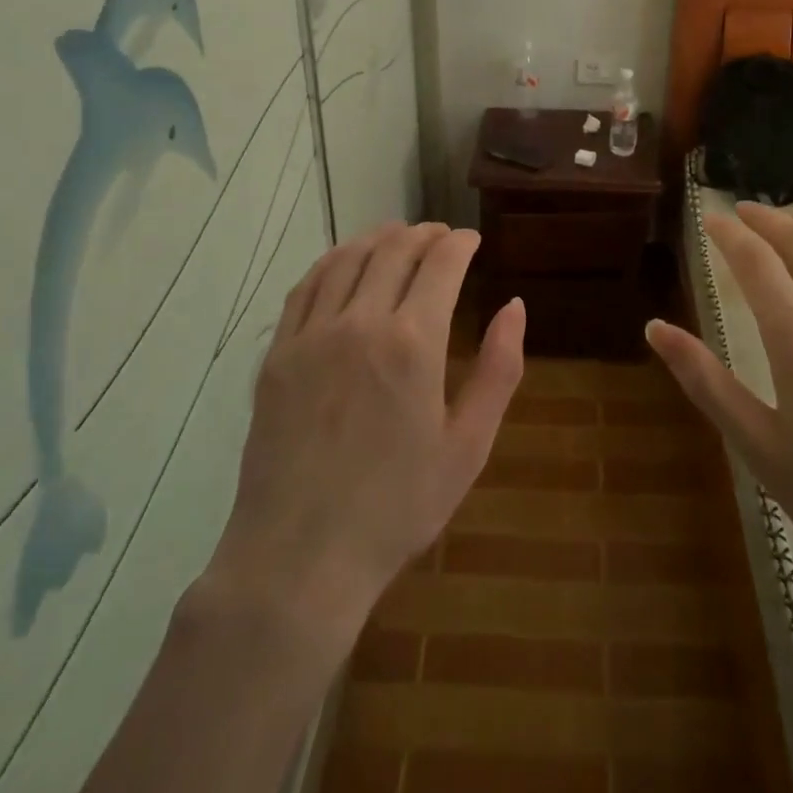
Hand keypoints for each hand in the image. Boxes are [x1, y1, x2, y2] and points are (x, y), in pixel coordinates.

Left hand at [207, 222, 524, 640]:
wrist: (300, 558)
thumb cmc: (397, 507)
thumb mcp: (469, 445)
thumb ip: (499, 369)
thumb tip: (515, 306)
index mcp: (414, 342)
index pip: (441, 263)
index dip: (460, 242)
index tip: (472, 239)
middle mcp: (360, 323)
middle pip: (394, 250)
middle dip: (424, 234)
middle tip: (441, 235)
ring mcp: (311, 335)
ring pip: (348, 258)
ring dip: (379, 238)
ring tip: (399, 236)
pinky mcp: (277, 354)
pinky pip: (306, 287)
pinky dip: (332, 261)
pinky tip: (345, 262)